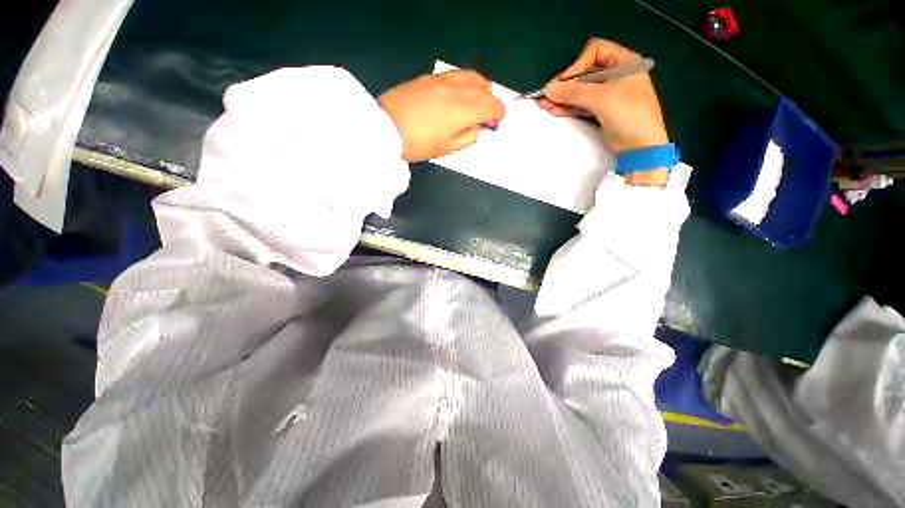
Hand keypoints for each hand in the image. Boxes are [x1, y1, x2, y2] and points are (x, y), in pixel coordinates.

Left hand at [378, 70, 504, 161]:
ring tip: (476, 100)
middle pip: (484, 87)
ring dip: (480, 87)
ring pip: (470, 76)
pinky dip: (465, 82)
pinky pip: (455, 75)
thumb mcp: (448, 149)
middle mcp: (456, 89)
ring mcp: (442, 80)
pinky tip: (459, 93)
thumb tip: (477, 128)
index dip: (499, 112)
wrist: (385, 128)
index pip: (491, 105)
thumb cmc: (419, 144)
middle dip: (491, 100)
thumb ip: (468, 137)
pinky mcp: (429, 78)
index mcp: (463, 110)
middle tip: (488, 113)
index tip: (499, 119)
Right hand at [539, 39, 669, 185]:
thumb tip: (548, 88)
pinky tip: (554, 110)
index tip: (565, 83)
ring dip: (563, 98)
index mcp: (624, 61)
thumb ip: (573, 92)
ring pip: (581, 91)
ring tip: (544, 105)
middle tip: (547, 96)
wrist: (639, 145)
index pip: (595, 51)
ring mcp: (608, 94)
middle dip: (565, 85)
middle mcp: (616, 74)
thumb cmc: (627, 114)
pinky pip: (582, 104)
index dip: (577, 65)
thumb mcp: (600, 98)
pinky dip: (569, 107)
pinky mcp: (601, 110)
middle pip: (585, 73)